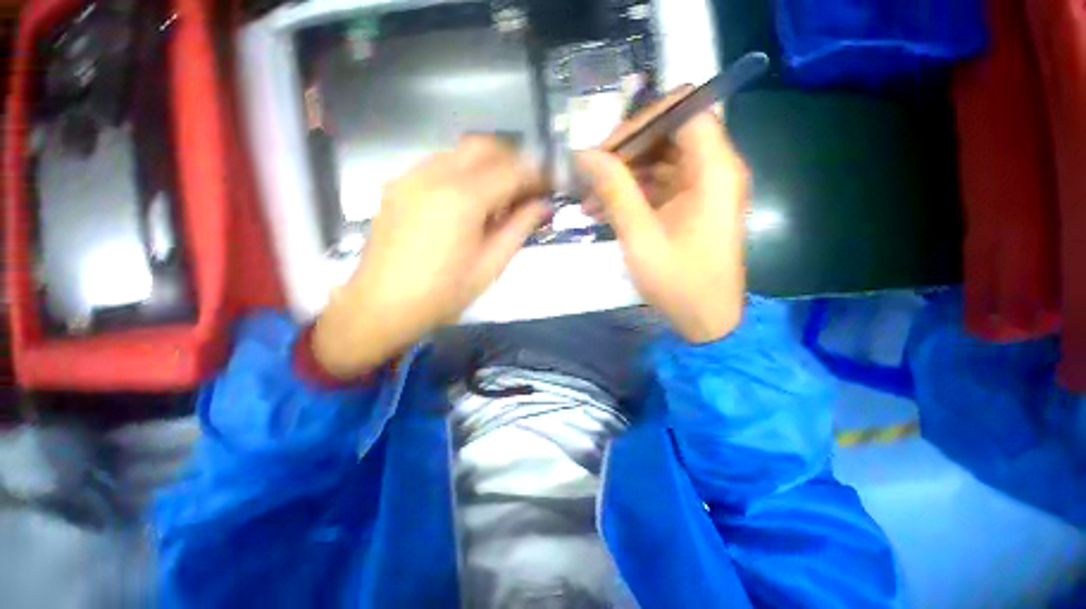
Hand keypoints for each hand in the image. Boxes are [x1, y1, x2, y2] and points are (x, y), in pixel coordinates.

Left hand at [313, 136, 549, 377]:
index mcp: (462, 199)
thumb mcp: (491, 266)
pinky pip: (438, 164)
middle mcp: (434, 175)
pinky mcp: (397, 185)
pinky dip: (462, 172)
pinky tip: (466, 201)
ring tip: (498, 197)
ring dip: (487, 165)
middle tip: (526, 188)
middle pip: (483, 146)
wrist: (381, 306)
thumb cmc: (443, 294)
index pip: (511, 169)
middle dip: (512, 160)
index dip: (535, 173)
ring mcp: (411, 176)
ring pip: (459, 152)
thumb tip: (542, 205)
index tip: (549, 184)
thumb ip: (519, 228)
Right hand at [578, 109, 749, 343]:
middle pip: (668, 134)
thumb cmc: (679, 281)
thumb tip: (584, 155)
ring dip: (622, 176)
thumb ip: (615, 190)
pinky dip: (631, 193)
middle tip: (589, 175)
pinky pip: (659, 185)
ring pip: (659, 161)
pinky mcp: (691, 205)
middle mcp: (714, 169)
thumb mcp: (640, 236)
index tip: (606, 149)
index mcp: (714, 169)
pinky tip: (602, 210)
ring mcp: (703, 188)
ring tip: (587, 200)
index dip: (643, 119)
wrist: (706, 320)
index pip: (684, 109)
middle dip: (625, 152)